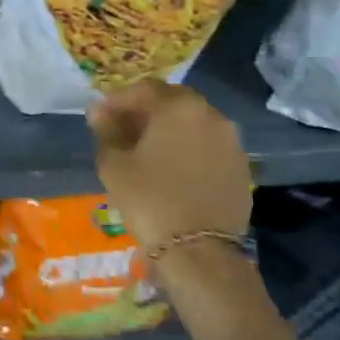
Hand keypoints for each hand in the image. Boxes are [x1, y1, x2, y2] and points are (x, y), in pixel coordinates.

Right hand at [88, 81, 251, 254]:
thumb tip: (100, 113)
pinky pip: (208, 146)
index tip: (99, 117)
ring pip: (193, 123)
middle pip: (172, 101)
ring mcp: (231, 141)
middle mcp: (211, 115)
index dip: (117, 100)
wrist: (198, 250)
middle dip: (145, 111)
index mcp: (178, 107)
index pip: (143, 89)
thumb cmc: (148, 198)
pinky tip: (172, 169)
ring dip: (169, 129)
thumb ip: (106, 131)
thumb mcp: (114, 163)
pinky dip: (189, 148)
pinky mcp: (241, 167)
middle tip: (123, 130)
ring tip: (147, 150)